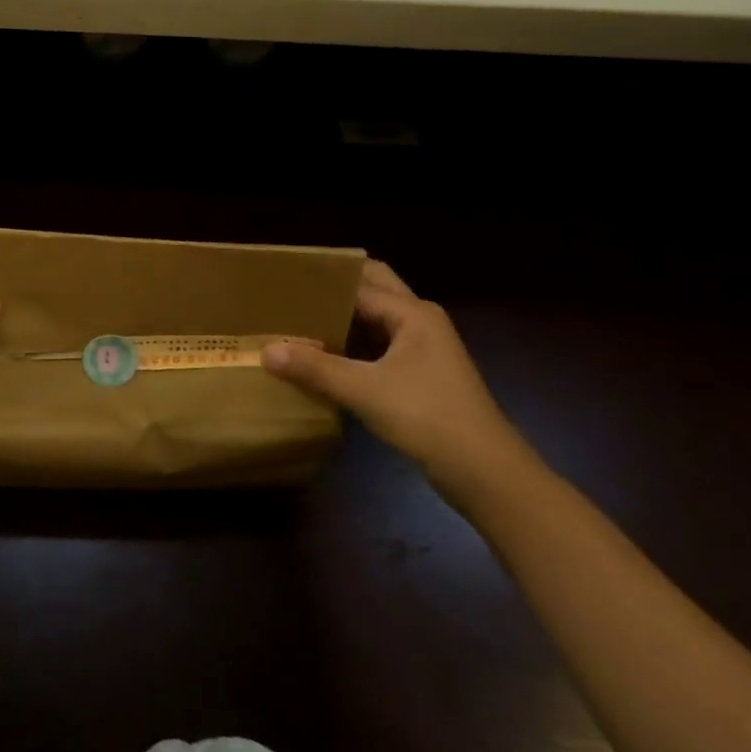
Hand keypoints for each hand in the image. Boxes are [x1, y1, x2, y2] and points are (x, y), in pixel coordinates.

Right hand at [263, 261, 533, 497]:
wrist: (485, 471)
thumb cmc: (428, 418)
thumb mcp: (364, 391)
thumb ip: (315, 369)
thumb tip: (265, 351)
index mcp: (412, 313)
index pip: (358, 283)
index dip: (322, 280)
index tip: (284, 279)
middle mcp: (420, 320)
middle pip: (374, 288)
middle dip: (336, 285)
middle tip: (292, 289)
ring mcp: (423, 347)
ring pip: (377, 317)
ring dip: (344, 313)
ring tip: (300, 315)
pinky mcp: (421, 372)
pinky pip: (380, 342)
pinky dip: (354, 340)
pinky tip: (325, 352)